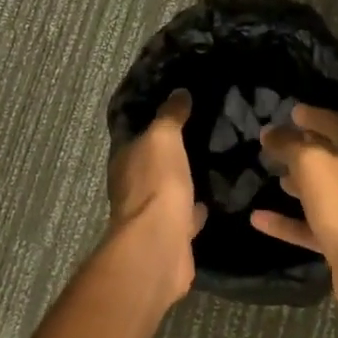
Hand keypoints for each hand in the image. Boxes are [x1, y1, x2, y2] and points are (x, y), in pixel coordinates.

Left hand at [105, 89, 204, 303]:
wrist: (160, 245)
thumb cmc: (156, 184)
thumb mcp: (163, 138)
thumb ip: (170, 116)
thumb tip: (179, 92)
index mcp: (125, 161)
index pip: (134, 134)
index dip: (150, 120)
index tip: (174, 107)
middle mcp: (132, 187)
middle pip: (151, 163)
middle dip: (169, 151)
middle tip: (198, 132)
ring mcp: (151, 213)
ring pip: (169, 189)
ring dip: (183, 179)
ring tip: (209, 163)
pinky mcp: (172, 235)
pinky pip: (185, 214)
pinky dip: (195, 207)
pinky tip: (213, 198)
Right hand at [254, 104, 337, 325]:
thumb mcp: (311, 163)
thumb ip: (289, 145)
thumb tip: (270, 132)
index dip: (315, 117)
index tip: (292, 112)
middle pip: (332, 158)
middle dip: (305, 150)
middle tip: (277, 144)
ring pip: (323, 192)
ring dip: (299, 183)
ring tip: (274, 175)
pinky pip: (311, 226)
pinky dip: (288, 221)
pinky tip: (258, 219)